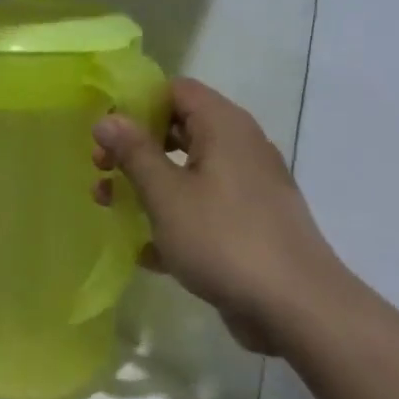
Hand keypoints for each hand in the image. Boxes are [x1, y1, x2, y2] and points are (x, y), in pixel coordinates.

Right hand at [92, 78, 346, 354]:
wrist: (297, 308)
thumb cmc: (224, 239)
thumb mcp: (167, 194)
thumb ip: (134, 153)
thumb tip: (107, 118)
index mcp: (224, 128)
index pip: (176, 90)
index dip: (136, 102)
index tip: (104, 130)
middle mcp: (239, 149)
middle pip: (178, 130)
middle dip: (135, 147)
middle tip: (101, 169)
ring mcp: (246, 189)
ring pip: (186, 172)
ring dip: (146, 185)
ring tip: (109, 207)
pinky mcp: (248, 225)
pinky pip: (201, 209)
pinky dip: (172, 219)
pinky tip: (144, 250)